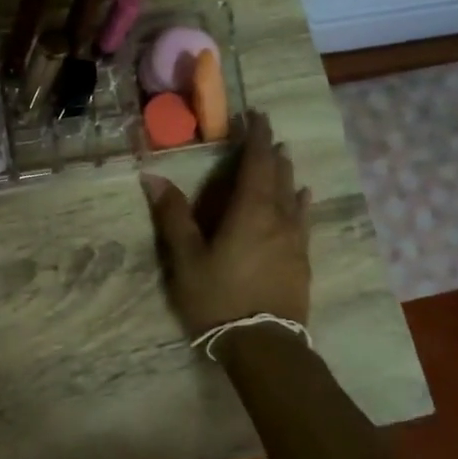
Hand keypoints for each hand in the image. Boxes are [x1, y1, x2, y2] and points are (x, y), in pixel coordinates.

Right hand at [141, 113, 311, 338]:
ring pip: (293, 195)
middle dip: (270, 150)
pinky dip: (301, 201)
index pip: (256, 163)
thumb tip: (152, 176)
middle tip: (264, 132)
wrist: (263, 344)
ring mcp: (295, 240)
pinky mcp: (301, 260)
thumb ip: (173, 216)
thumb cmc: (218, 298)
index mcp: (249, 211)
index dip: (254, 137)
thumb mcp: (186, 258)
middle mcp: (278, 218)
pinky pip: (303, 219)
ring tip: (283, 155)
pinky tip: (305, 197)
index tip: (253, 114)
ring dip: (286, 172)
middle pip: (278, 175)